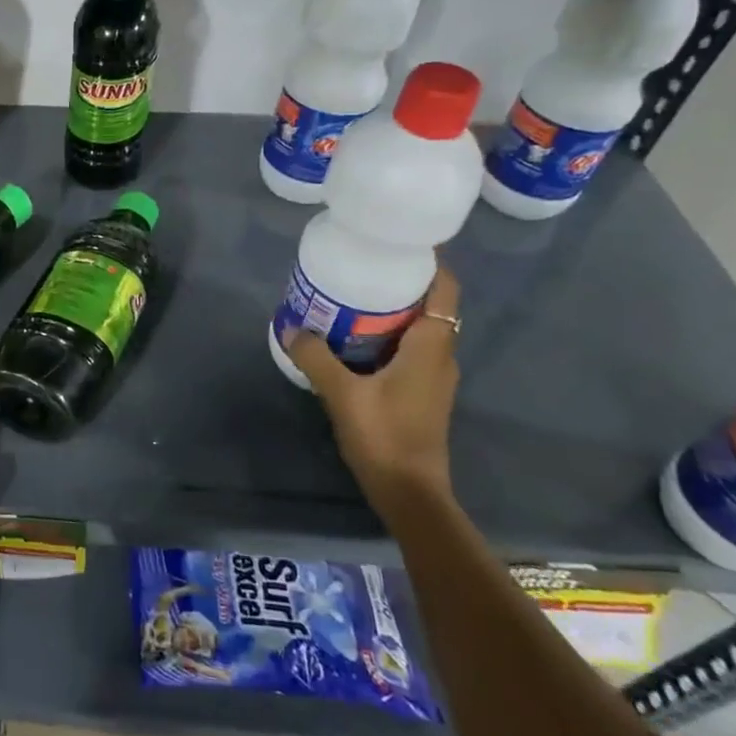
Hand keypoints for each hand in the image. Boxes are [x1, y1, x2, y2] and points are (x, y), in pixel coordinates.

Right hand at [285, 268, 460, 521]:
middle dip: (399, 284)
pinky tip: (352, 341)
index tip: (399, 243)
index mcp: (431, 348)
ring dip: (391, 313)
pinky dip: (387, 337)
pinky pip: (408, 351)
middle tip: (361, 268)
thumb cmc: (385, 436)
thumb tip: (292, 327)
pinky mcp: (421, 395)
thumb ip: (316, 357)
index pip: (444, 290)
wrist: (410, 493)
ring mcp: (433, 378)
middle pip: (430, 306)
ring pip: (418, 331)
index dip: (430, 262)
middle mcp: (440, 357)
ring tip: (351, 299)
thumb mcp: (342, 393)